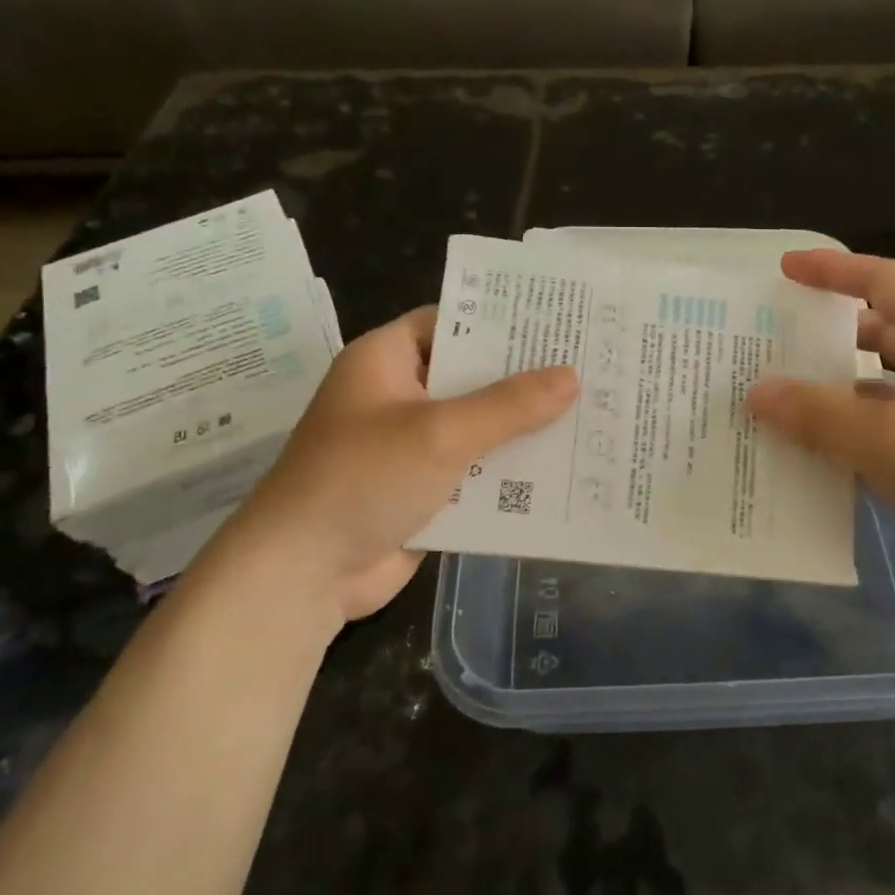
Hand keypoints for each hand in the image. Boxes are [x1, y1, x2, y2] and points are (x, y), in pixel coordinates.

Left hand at [191, 306, 577, 639]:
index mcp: (387, 360)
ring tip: (591, 415)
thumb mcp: (441, 432)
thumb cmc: (363, 479)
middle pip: (472, 376)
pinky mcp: (424, 491)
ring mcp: (411, 446)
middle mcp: (399, 396)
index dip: (502, 319)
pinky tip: (563, 471)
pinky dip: (510, 472)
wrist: (303, 575)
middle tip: (590, 368)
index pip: (452, 321)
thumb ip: (509, 405)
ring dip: (523, 429)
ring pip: (479, 427)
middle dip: (526, 379)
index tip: (559, 323)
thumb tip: (572, 376)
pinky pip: (476, 472)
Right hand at [747, 251, 894, 600]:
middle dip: (820, 337)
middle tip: (764, 343)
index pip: (881, 282)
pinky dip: (838, 440)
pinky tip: (795, 453)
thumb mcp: (886, 437)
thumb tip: (757, 391)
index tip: (783, 270)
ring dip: (824, 395)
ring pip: (868, 390)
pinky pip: (873, 436)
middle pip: (871, 335)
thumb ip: (816, 412)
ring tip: (765, 400)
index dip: (832, 270)